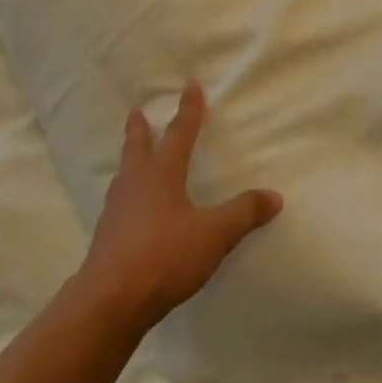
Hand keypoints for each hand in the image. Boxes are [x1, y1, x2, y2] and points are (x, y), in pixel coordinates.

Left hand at [75, 81, 282, 333]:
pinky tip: (130, 209)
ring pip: (124, 173)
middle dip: (140, 128)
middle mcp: (135, 184)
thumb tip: (274, 196)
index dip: (189, 110)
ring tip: (133, 158)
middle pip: (137, 147)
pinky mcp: (107, 235)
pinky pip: (119, 203)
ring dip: (131, 159)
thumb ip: (243, 214)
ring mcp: (116, 209)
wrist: (111, 297)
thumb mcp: (214, 235)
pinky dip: (127, 194)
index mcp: (161, 175)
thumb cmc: (165, 256)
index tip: (190, 84)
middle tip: (136, 111)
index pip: (179, 134)